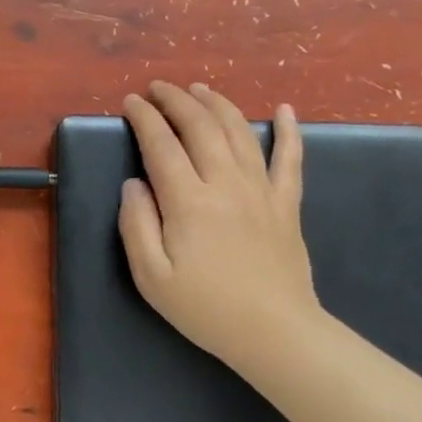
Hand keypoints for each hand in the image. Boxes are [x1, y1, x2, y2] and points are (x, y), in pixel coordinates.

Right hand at [118, 82, 320, 368]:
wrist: (275, 333)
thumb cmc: (205, 308)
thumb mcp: (151, 276)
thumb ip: (136, 224)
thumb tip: (133, 184)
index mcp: (188, 201)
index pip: (161, 144)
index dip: (144, 118)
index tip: (130, 102)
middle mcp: (225, 184)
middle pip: (200, 127)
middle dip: (176, 100)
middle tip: (158, 88)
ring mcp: (261, 191)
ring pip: (240, 132)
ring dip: (217, 104)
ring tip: (199, 89)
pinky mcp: (286, 205)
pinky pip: (290, 160)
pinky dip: (289, 132)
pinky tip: (285, 110)